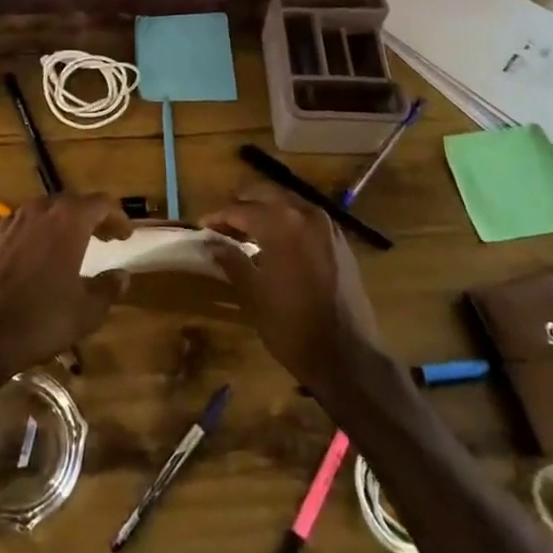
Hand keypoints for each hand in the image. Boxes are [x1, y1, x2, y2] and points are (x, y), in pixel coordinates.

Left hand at [0, 192, 130, 396]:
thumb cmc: (40, 320)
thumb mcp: (87, 312)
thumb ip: (108, 288)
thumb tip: (122, 274)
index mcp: (67, 221)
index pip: (100, 203)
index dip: (117, 216)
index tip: (125, 235)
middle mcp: (38, 212)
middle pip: (70, 203)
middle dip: (89, 217)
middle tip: (103, 237)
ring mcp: (8, 223)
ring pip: (41, 213)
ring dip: (59, 224)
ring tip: (68, 246)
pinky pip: (17, 229)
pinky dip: (32, 237)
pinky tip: (32, 260)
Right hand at [205, 182, 389, 391]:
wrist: (348, 357)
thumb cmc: (292, 326)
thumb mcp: (254, 294)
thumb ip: (232, 261)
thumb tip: (212, 243)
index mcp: (281, 224)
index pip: (241, 210)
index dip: (219, 217)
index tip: (203, 226)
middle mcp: (306, 215)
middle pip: (267, 194)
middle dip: (243, 204)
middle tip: (225, 222)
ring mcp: (328, 227)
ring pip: (289, 203)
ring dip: (267, 210)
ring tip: (249, 229)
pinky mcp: (341, 242)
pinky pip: (308, 219)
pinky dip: (289, 221)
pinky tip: (279, 241)